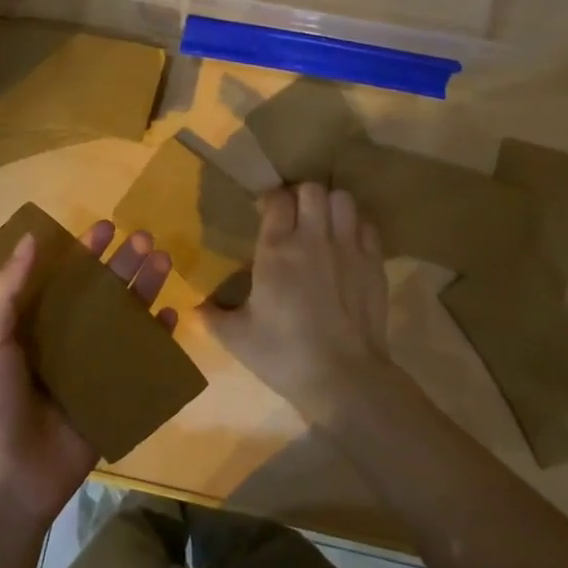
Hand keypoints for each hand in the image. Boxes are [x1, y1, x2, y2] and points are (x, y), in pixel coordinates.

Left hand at [0, 220, 178, 528]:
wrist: (2, 484)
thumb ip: (6, 289)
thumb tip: (29, 237)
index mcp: (28, 327)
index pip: (60, 278)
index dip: (82, 252)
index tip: (106, 227)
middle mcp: (61, 343)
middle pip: (98, 295)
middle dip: (120, 266)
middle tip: (145, 239)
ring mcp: (88, 371)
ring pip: (122, 322)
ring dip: (142, 292)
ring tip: (163, 263)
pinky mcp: (111, 399)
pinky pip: (139, 363)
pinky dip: (155, 339)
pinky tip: (170, 315)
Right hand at [200, 184, 399, 423]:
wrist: (344, 378)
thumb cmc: (284, 355)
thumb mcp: (237, 338)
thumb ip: (212, 317)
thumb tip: (194, 308)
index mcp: (276, 251)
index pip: (277, 199)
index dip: (270, 200)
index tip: (265, 212)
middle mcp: (312, 239)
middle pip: (311, 189)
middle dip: (301, 196)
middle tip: (294, 216)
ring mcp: (348, 248)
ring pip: (342, 199)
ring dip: (330, 205)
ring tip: (322, 224)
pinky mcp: (374, 263)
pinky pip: (366, 224)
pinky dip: (355, 226)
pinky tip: (346, 245)